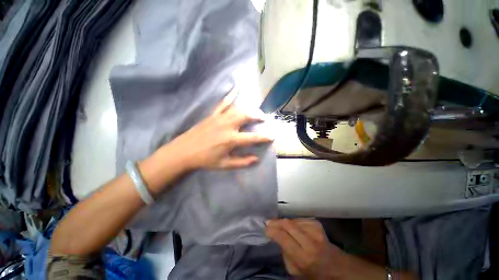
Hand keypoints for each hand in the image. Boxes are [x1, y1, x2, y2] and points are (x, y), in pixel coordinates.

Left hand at [169, 88, 272, 169]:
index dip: (264, 137)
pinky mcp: (213, 115)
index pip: (252, 138)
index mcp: (231, 139)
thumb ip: (242, 162)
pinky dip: (230, 95)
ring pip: (237, 109)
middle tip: (263, 118)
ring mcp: (219, 118)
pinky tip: (235, 88)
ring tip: (254, 111)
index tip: (272, 136)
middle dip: (257, 116)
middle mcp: (227, 126)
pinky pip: (223, 103)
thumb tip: (256, 159)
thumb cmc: (205, 160)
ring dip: (248, 109)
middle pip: (246, 117)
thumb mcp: (225, 165)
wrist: (184, 152)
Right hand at [265, 219, 345, 278]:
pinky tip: (293, 226)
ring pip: (293, 220)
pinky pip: (299, 219)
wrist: (336, 266)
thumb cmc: (314, 273)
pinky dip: (293, 222)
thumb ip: (284, 254)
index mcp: (303, 257)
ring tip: (279, 225)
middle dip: (276, 222)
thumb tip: (276, 236)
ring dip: (284, 222)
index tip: (265, 228)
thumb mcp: (295, 271)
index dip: (272, 231)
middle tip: (268, 222)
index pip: (283, 237)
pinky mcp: (317, 223)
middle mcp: (310, 241)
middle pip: (288, 224)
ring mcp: (315, 230)